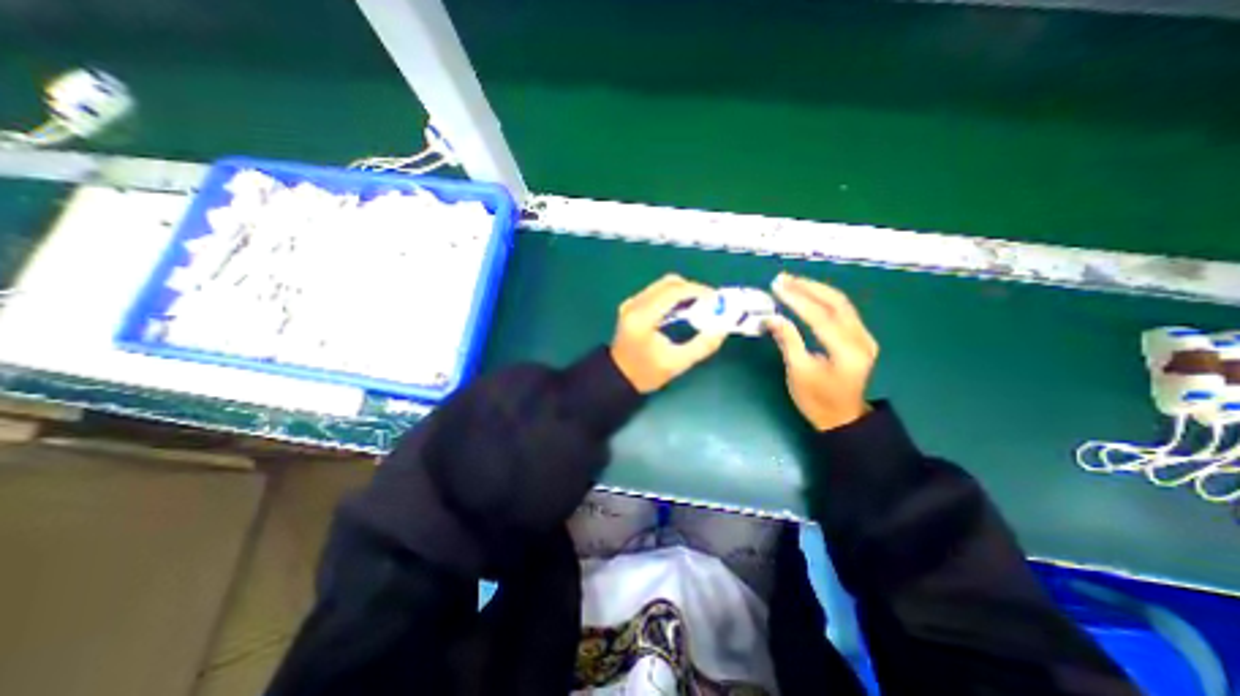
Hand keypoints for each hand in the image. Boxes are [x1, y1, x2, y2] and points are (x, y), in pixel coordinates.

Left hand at [608, 274, 729, 392]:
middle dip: (692, 288)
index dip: (697, 291)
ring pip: (662, 285)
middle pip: (668, 283)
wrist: (618, 377)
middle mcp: (635, 305)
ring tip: (699, 305)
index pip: (673, 292)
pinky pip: (656, 291)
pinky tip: (682, 309)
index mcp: (643, 318)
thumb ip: (702, 346)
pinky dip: (672, 295)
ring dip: (683, 291)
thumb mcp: (677, 364)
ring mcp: (631, 303)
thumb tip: (722, 328)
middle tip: (710, 302)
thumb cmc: (646, 373)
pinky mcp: (631, 305)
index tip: (715, 299)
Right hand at [763, 272, 875, 429]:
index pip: (820, 316)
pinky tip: (808, 294)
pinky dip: (823, 299)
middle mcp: (861, 339)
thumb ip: (787, 341)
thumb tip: (771, 317)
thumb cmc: (816, 400)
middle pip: (836, 303)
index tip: (777, 287)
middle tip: (782, 279)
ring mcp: (864, 337)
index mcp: (847, 352)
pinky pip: (842, 311)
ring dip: (816, 290)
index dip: (797, 299)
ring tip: (791, 282)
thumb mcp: (798, 372)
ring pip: (841, 303)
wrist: (842, 418)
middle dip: (808, 287)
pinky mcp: (861, 337)